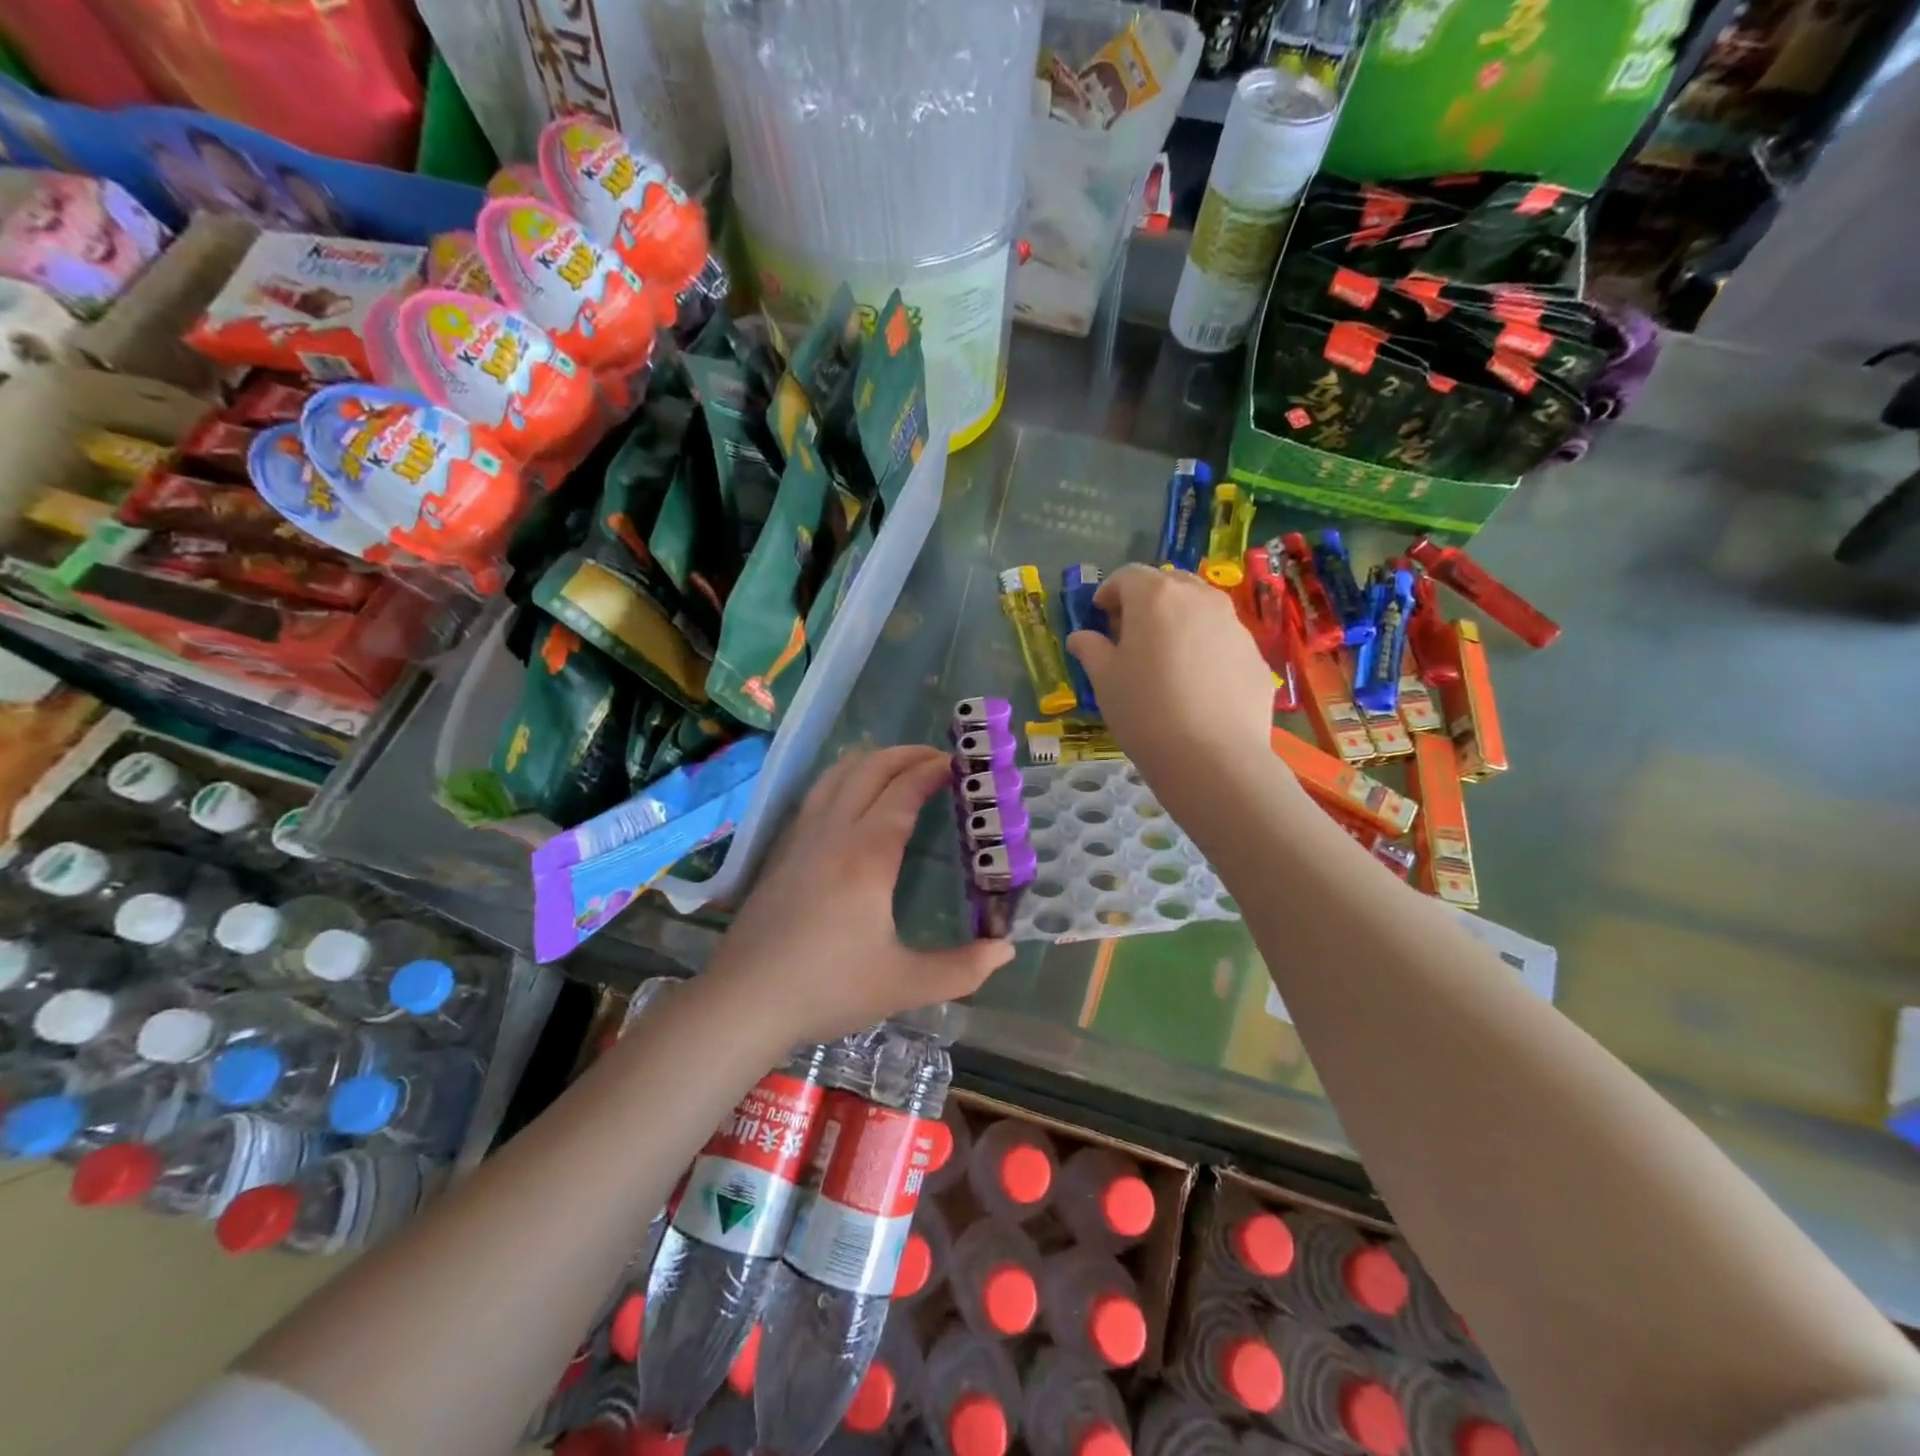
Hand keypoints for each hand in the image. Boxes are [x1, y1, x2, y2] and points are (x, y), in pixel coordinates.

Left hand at [708, 746, 1013, 1044]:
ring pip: (837, 775)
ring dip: (872, 760)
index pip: (903, 792)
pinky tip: (852, 797)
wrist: (744, 1001)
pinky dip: (844, 778)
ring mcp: (802, 838)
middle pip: (869, 769)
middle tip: (938, 759)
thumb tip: (1006, 950)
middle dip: (906, 755)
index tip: (959, 765)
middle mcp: (833, 833)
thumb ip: (961, 969)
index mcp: (867, 855)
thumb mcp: (904, 985)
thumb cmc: (827, 989)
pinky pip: (817, 794)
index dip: (932, 771)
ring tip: (900, 766)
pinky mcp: (782, 851)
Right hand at [1066, 564, 1279, 797]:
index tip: (1100, 616)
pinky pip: (1222, 639)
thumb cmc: (1145, 711)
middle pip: (1169, 584)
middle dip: (1146, 601)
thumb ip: (1091, 649)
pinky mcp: (1255, 655)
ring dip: (1179, 622)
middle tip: (1131, 635)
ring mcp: (1234, 625)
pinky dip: (1205, 649)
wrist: (1213, 757)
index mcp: (1156, 597)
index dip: (1109, 593)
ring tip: (1166, 659)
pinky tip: (1196, 686)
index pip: (1128, 576)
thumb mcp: (1104, 680)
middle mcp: (1200, 598)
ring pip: (1200, 609)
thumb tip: (1081, 637)